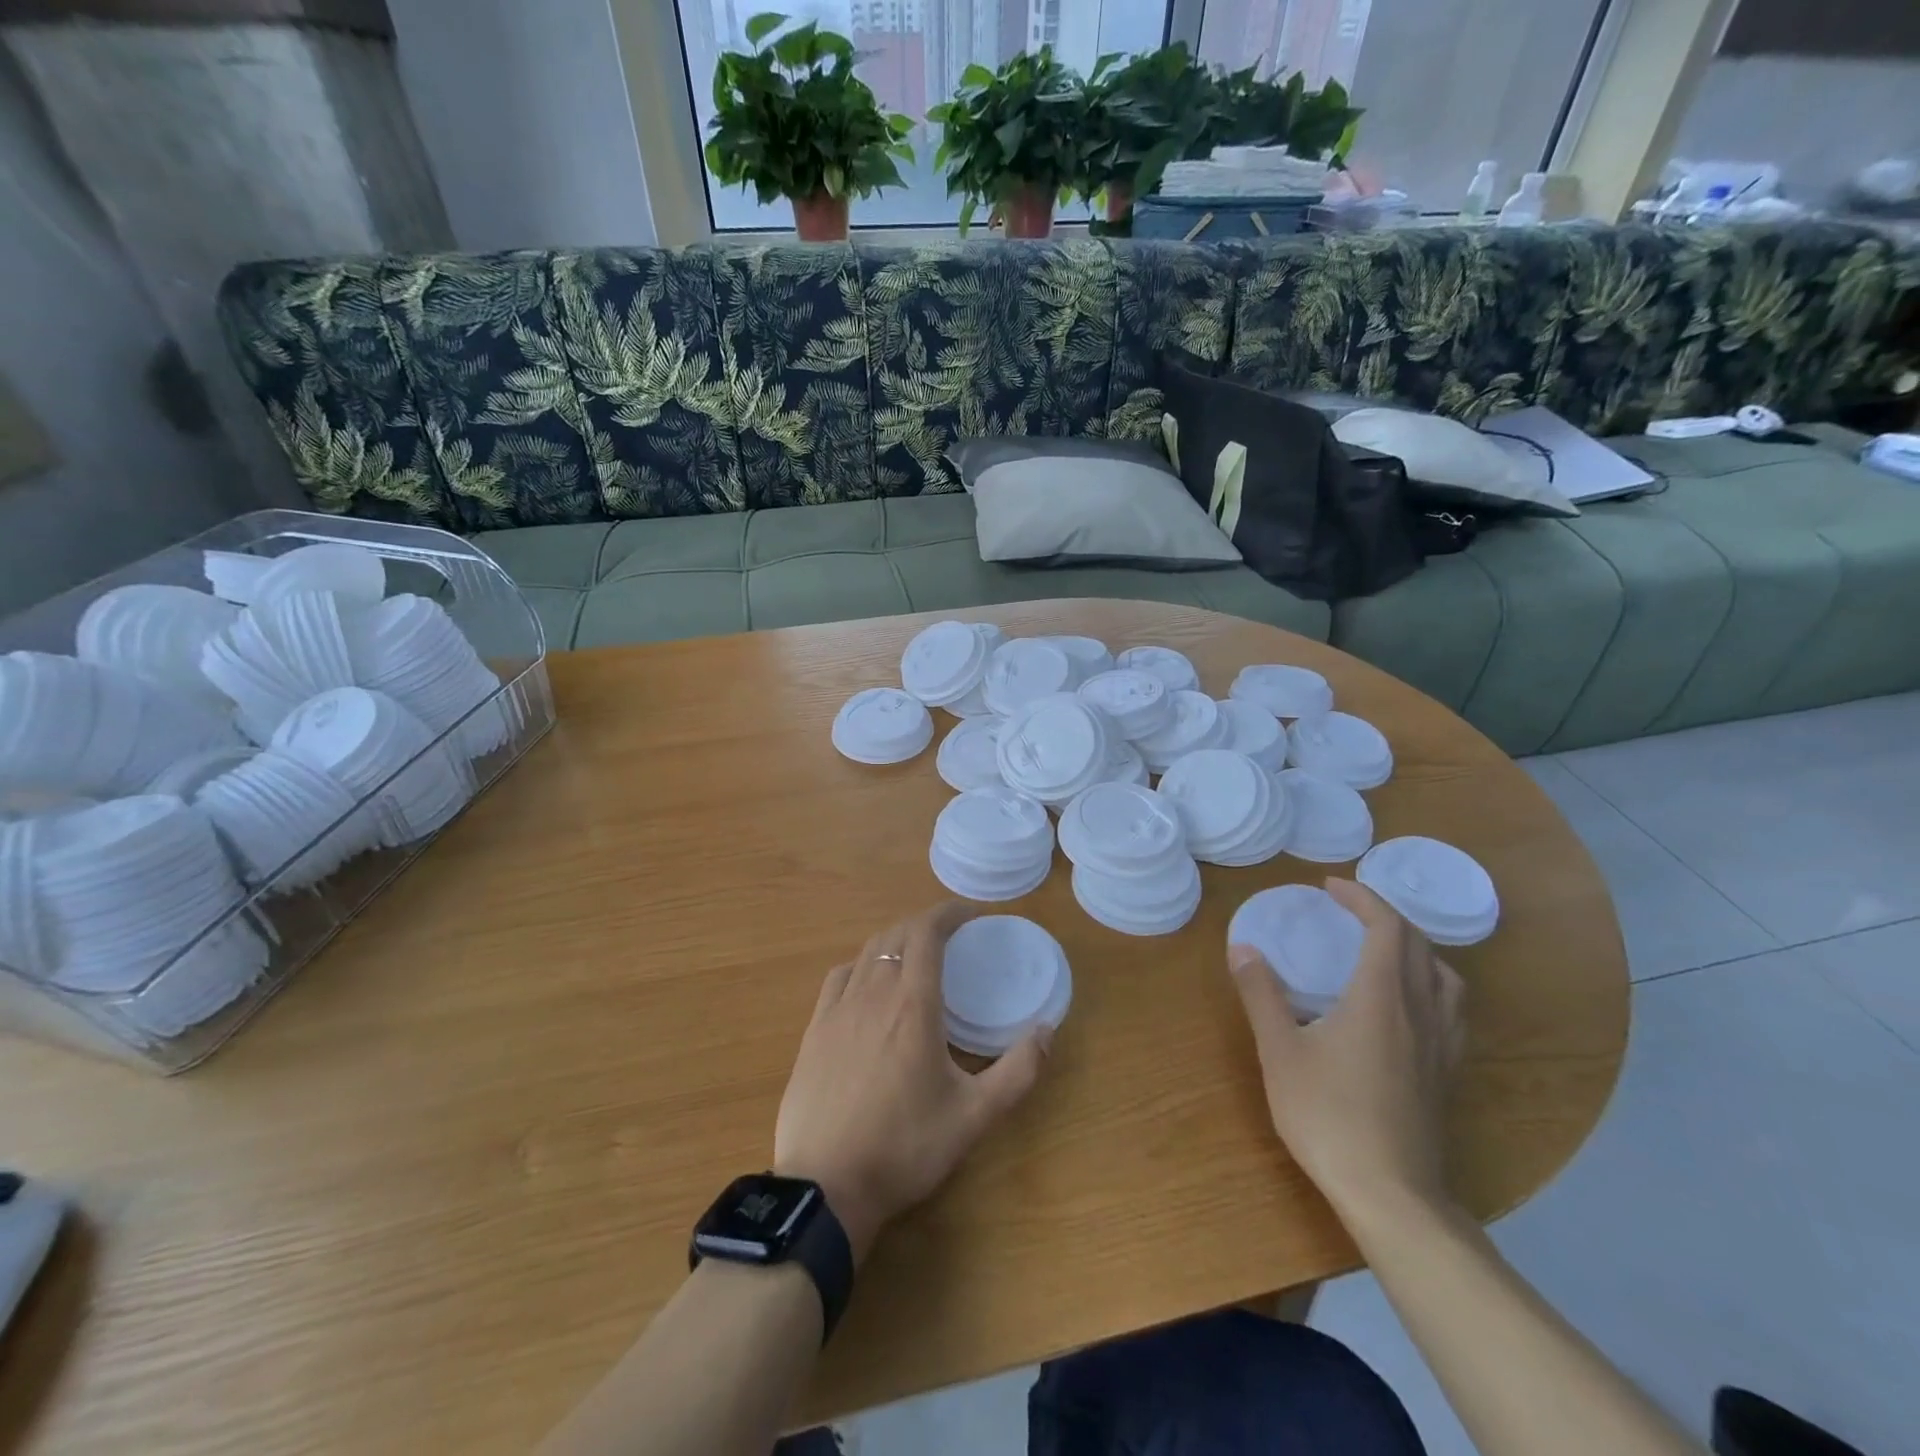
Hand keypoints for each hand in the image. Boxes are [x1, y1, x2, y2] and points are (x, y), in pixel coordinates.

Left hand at [774, 902, 1051, 1262]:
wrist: (826, 1187)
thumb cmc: (905, 1147)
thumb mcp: (975, 1116)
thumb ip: (1018, 1071)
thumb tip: (1047, 1030)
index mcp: (913, 1004)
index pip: (927, 932)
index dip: (948, 913)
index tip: (970, 914)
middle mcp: (873, 993)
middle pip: (897, 935)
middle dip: (925, 925)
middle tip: (951, 937)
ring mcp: (837, 1009)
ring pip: (867, 952)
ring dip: (895, 941)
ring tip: (914, 956)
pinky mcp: (813, 1030)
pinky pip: (839, 977)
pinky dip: (862, 965)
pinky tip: (868, 984)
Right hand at [1227, 878, 1465, 1222]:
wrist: (1392, 1195)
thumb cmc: (1329, 1115)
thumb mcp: (1281, 1051)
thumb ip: (1262, 995)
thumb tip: (1242, 948)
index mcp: (1382, 997)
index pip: (1387, 927)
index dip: (1362, 898)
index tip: (1330, 886)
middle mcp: (1421, 1012)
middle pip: (1419, 945)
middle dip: (1385, 916)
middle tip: (1349, 910)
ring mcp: (1441, 1046)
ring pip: (1446, 977)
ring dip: (1416, 948)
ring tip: (1384, 949)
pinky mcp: (1446, 1075)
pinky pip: (1451, 1010)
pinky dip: (1431, 985)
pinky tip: (1409, 1007)